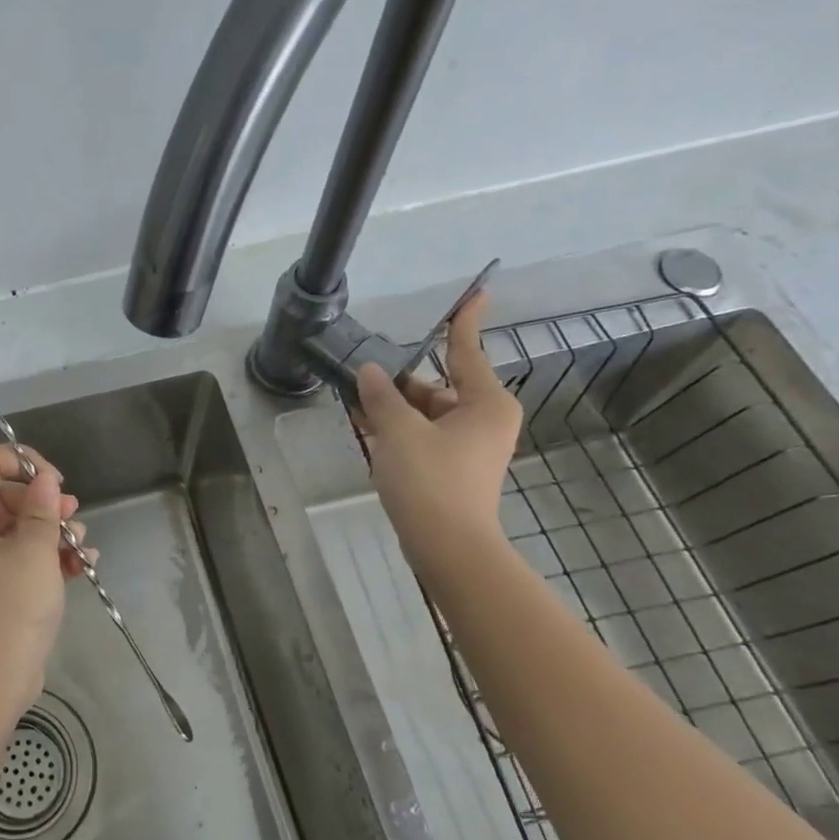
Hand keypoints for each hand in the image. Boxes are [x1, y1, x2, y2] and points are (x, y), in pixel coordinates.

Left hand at [0, 444, 91, 723]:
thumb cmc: (9, 611)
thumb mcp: (33, 553)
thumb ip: (41, 509)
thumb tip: (44, 480)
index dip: (20, 461)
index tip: (54, 480)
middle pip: (4, 495)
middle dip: (43, 501)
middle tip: (72, 514)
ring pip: (19, 528)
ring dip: (53, 530)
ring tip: (81, 546)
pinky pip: (24, 558)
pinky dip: (50, 557)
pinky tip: (83, 566)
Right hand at [352, 291, 521, 570]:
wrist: (447, 547)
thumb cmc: (431, 481)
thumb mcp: (399, 431)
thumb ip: (382, 397)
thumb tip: (371, 372)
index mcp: (484, 403)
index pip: (468, 351)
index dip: (465, 321)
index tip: (476, 292)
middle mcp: (482, 419)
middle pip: (438, 385)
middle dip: (400, 380)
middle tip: (364, 369)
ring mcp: (469, 445)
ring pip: (426, 412)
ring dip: (393, 407)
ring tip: (353, 398)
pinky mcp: (452, 467)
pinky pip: (423, 435)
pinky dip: (398, 428)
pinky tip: (364, 423)